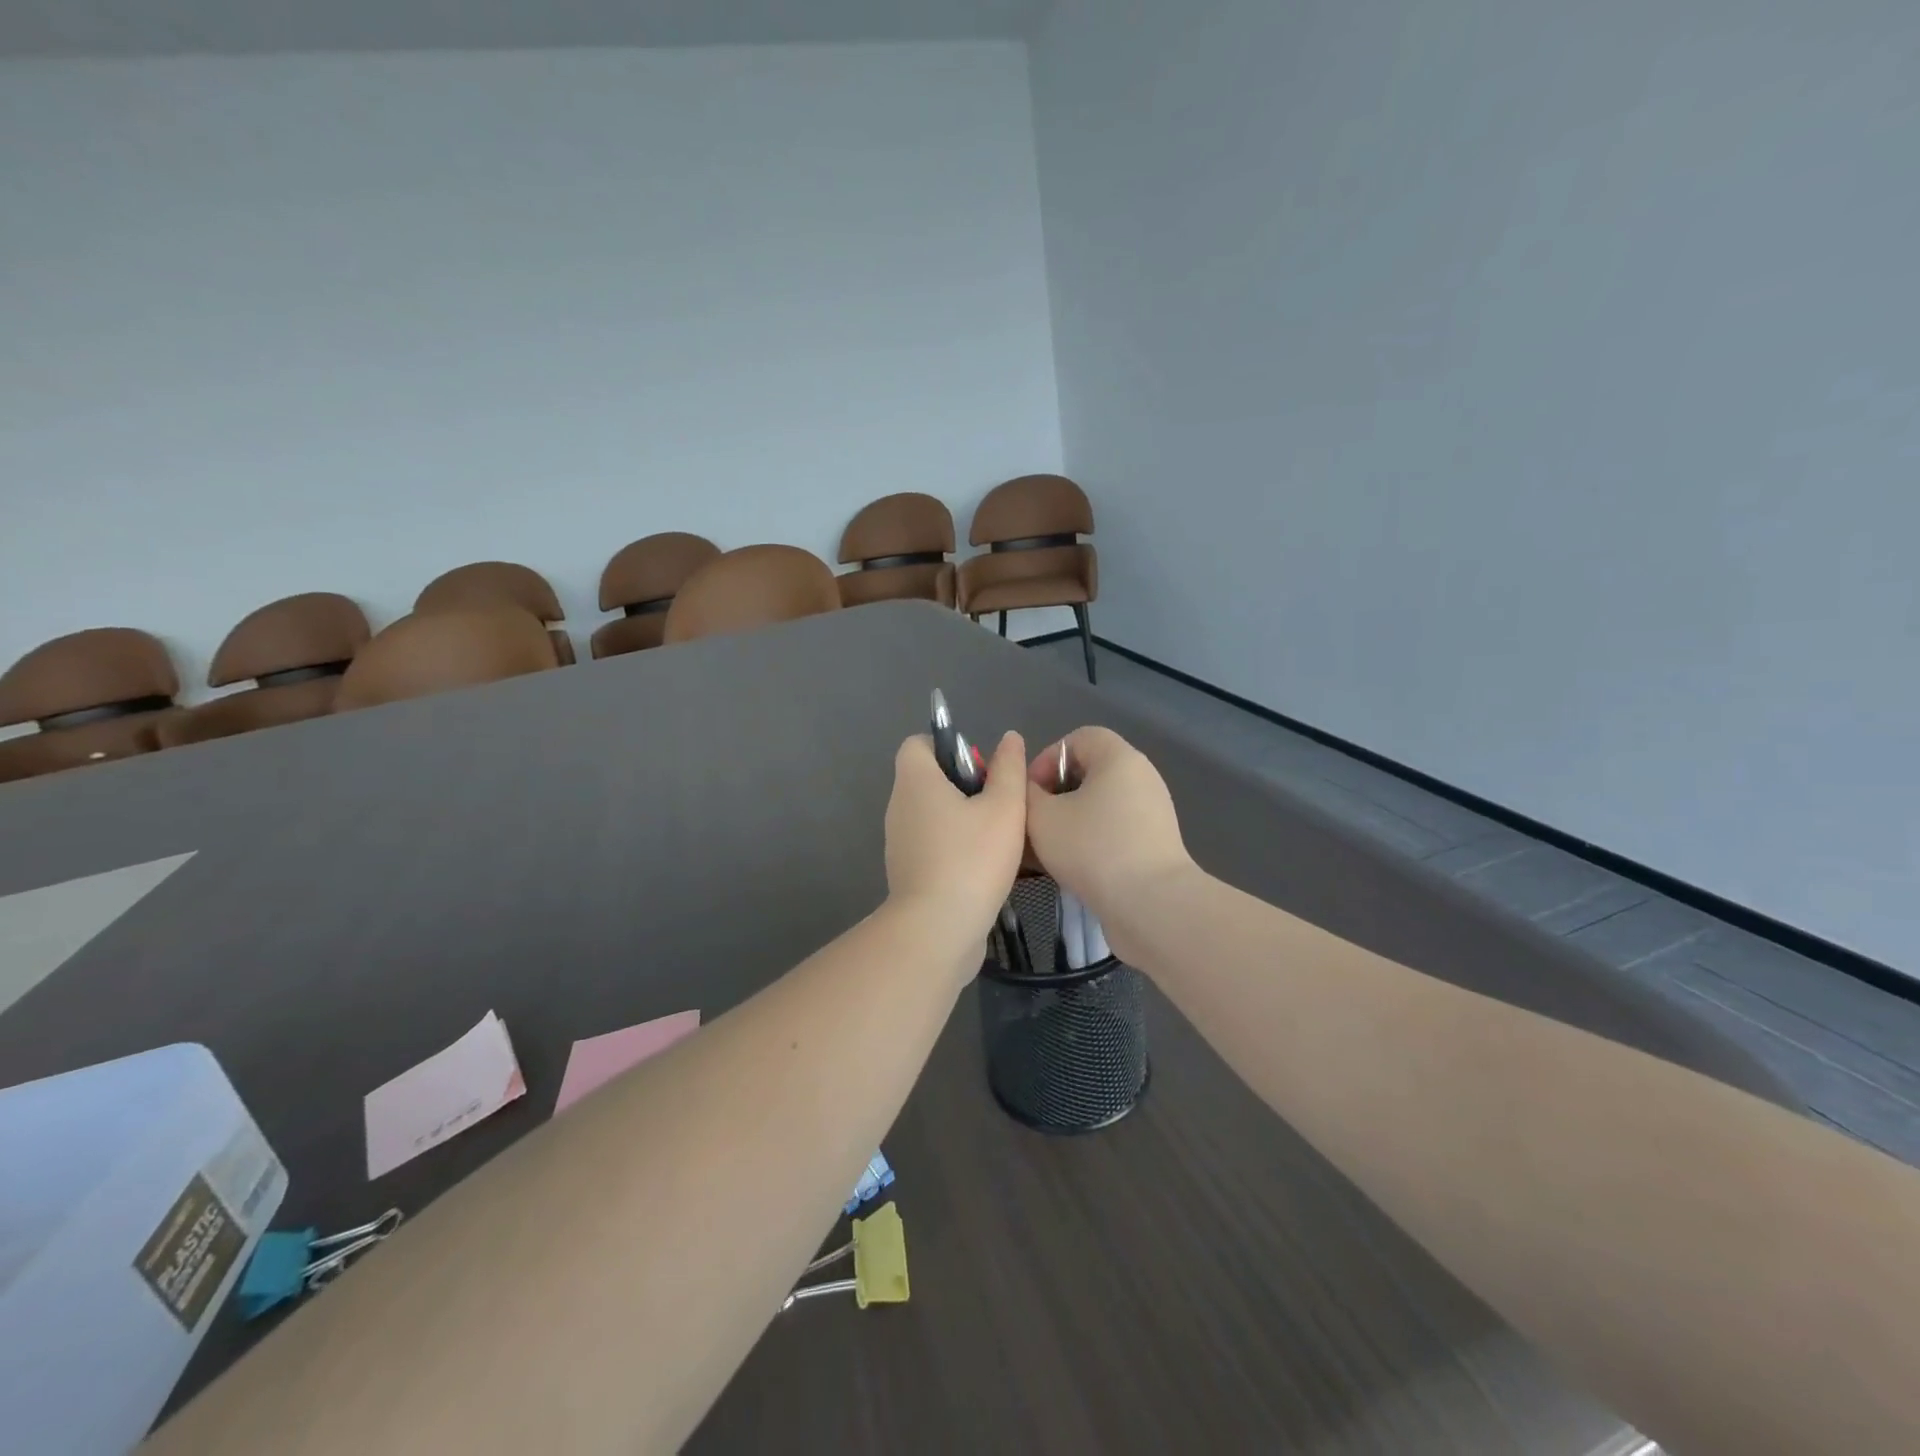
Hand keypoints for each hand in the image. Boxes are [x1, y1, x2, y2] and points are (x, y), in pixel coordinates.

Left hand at [884, 731, 1028, 954]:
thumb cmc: (972, 858)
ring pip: (933, 814)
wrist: (938, 929)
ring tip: (999, 837)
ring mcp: (899, 842)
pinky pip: (932, 845)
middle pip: (929, 779)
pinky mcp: (907, 872)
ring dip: (963, 819)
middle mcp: (899, 806)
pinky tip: (985, 866)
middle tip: (999, 804)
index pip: (918, 744)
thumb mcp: (1005, 807)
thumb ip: (1009, 769)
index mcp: (915, 781)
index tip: (981, 768)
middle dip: (965, 785)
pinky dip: (954, 847)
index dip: (949, 746)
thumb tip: (1009, 738)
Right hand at [1025, 727, 1194, 920]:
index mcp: (1119, 758)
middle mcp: (1141, 777)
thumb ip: (1026, 794)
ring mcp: (1153, 812)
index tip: (1028, 792)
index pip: (1078, 738)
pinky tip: (1071, 868)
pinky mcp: (1155, 844)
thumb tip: (1030, 791)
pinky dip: (1091, 840)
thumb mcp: (1041, 817)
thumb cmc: (1092, 848)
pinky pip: (1115, 830)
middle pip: (1090, 772)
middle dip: (1056, 793)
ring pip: (1100, 805)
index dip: (1046, 759)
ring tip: (1046, 849)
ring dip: (1070, 821)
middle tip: (1033, 821)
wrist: (1151, 905)